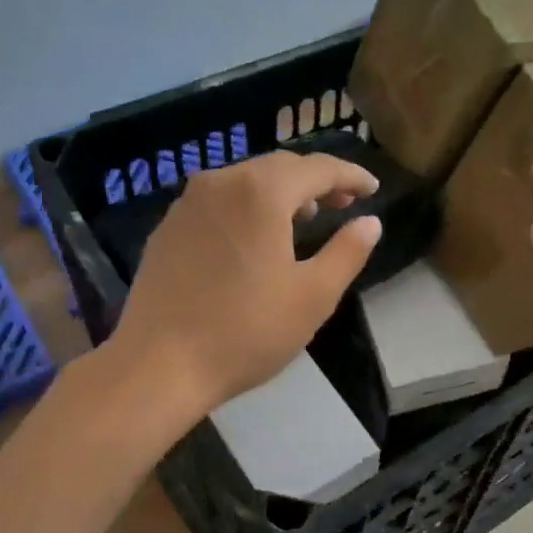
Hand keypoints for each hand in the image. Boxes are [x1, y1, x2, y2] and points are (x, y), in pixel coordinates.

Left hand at [108, 150, 381, 420]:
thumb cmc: (246, 332)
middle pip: (279, 167)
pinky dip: (247, 206)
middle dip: (316, 180)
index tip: (373, 188)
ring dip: (281, 192)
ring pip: (245, 181)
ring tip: (304, 217)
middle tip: (344, 202)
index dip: (350, 175)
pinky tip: (254, 237)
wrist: (159, 365)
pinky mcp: (167, 228)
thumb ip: (347, 252)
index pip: (317, 168)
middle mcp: (221, 183)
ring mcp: (187, 204)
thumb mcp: (313, 296)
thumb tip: (370, 222)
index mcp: (261, 192)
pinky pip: (218, 202)